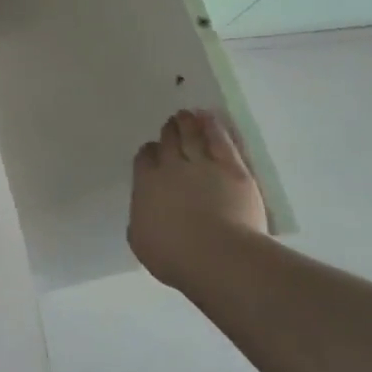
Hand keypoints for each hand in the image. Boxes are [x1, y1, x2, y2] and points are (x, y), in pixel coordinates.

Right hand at [129, 109, 268, 289]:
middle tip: (171, 125)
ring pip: (192, 137)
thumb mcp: (142, 241)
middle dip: (168, 133)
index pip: (145, 159)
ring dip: (187, 124)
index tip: (152, 152)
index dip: (149, 153)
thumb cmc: (174, 255)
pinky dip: (213, 127)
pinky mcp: (232, 169)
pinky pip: (220, 142)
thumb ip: (140, 221)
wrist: (217, 256)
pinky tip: (210, 118)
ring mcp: (202, 165)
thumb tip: (144, 215)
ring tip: (186, 115)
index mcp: (146, 184)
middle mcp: (171, 168)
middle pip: (168, 143)